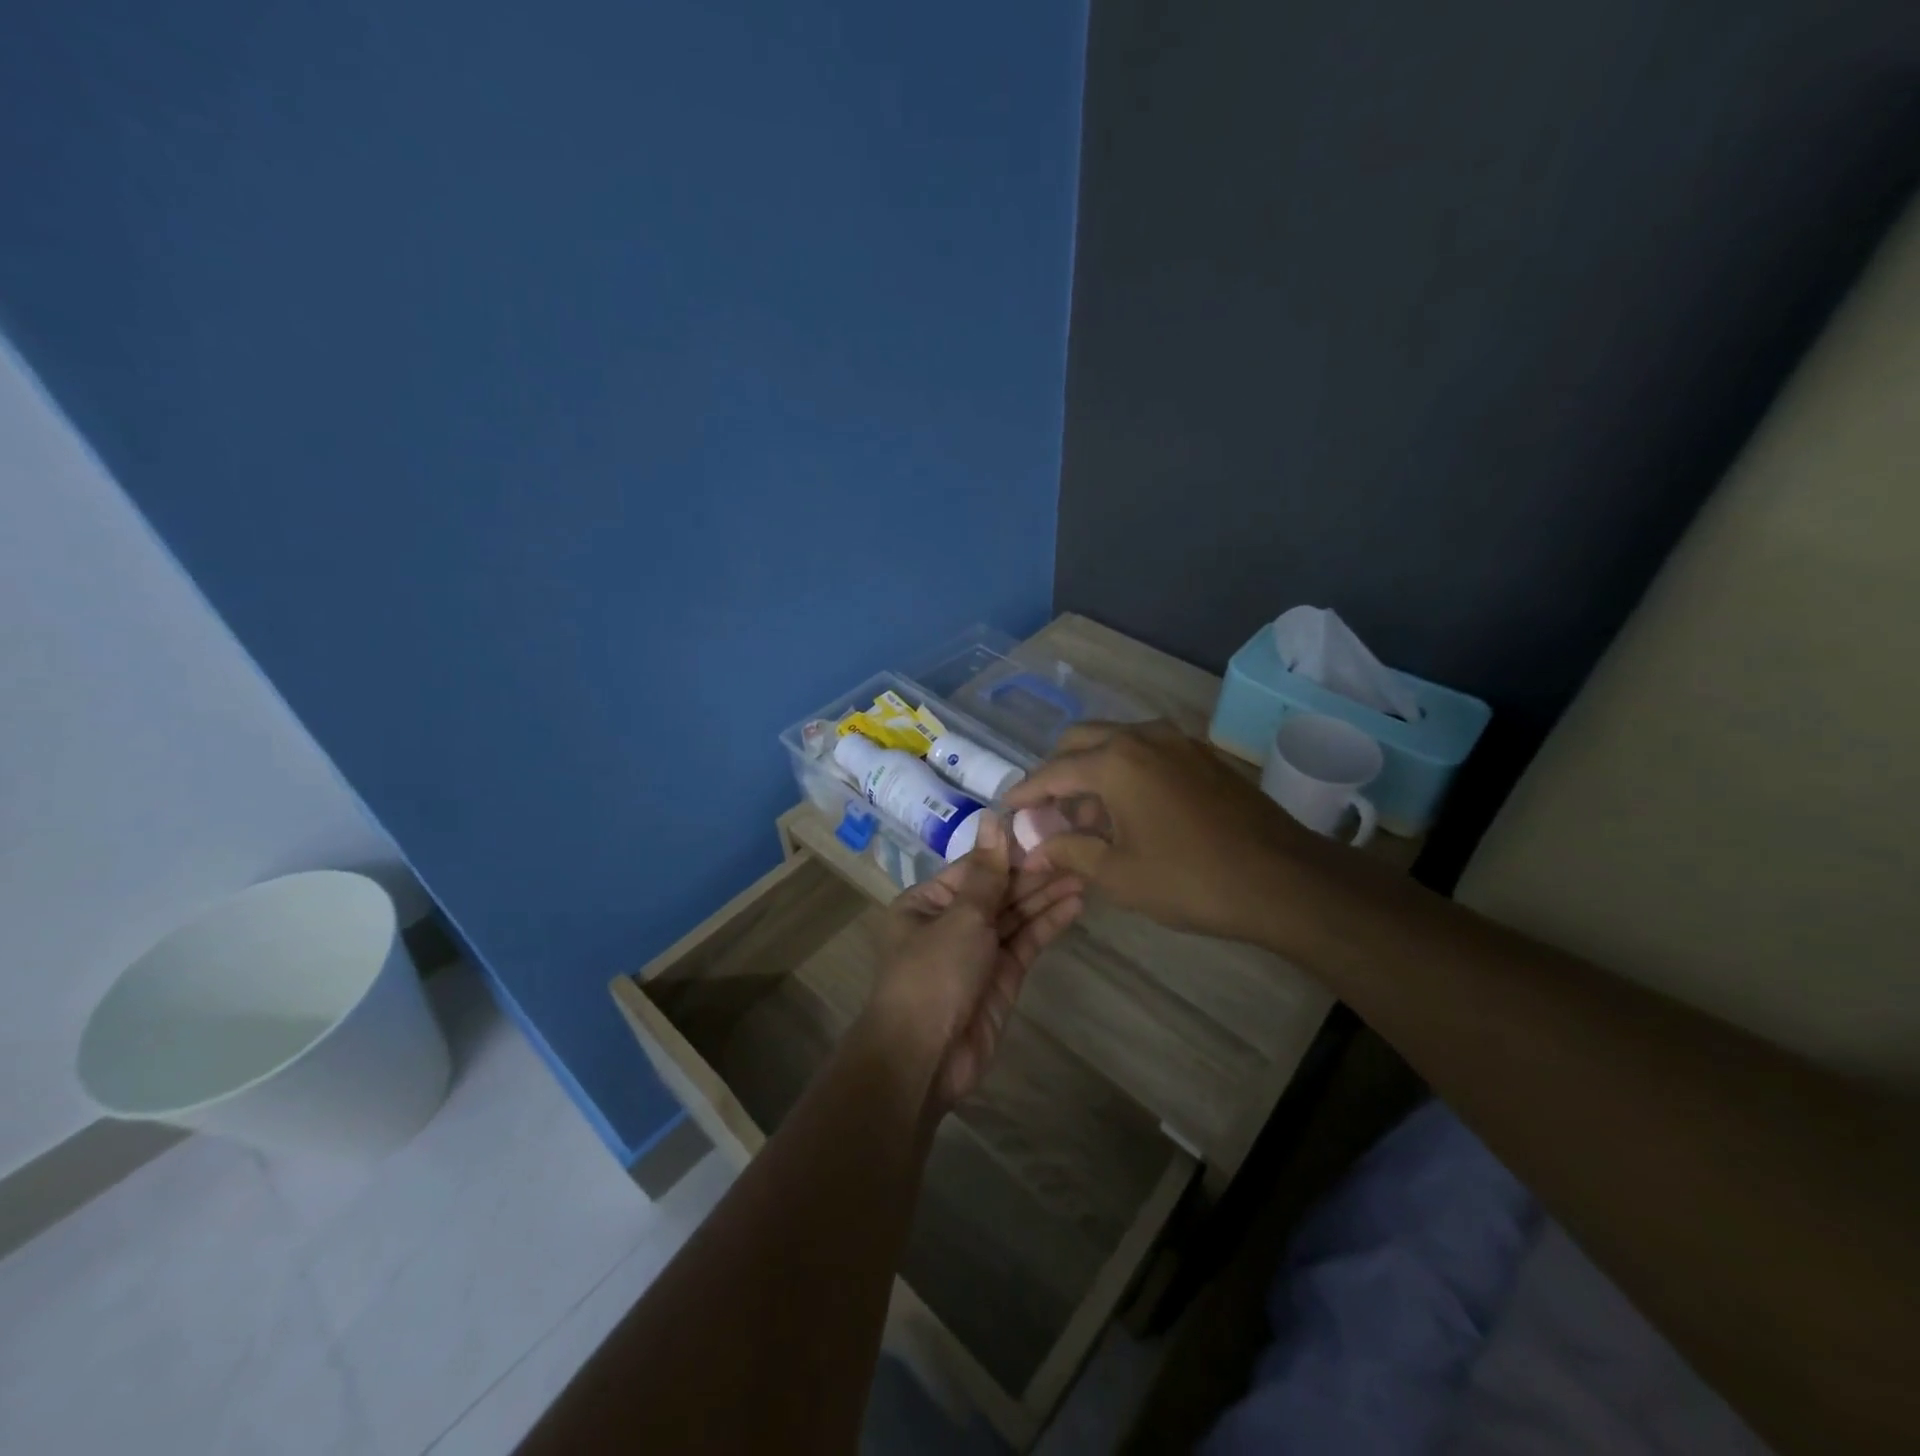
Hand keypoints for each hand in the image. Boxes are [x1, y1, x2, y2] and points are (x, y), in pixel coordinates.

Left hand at [865, 814, 1083, 1107]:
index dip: (1008, 851)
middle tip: (1075, 851)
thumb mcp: (960, 916)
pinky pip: (1025, 943)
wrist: (925, 1058)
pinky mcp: (1001, 978)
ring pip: (1015, 916)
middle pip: (997, 891)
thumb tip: (992, 817)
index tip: (1044, 830)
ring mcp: (977, 952)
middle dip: (1033, 874)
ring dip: (1046, 896)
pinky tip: (1075, 905)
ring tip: (1084, 874)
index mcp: (926, 903)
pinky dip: (1048, 925)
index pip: (974, 868)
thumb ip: (987, 872)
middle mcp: (950, 923)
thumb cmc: (933, 974)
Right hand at [1005, 720, 1319, 940]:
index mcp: (1116, 761)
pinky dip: (1125, 771)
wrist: (1283, 880)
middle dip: (1058, 772)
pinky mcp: (1202, 755)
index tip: (1008, 807)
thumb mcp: (1119, 874)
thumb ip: (1070, 852)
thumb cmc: (1191, 880)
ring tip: (1088, 818)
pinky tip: (1129, 811)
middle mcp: (1143, 737)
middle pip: (1082, 741)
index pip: (1054, 771)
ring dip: (1093, 770)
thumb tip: (1036, 847)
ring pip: (1116, 742)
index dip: (1027, 792)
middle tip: (1049, 811)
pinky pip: (1147, 751)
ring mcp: (1178, 742)